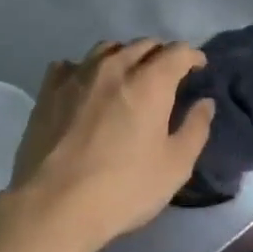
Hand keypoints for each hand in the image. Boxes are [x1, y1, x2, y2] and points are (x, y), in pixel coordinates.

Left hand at [5, 39, 214, 251]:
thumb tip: (204, 103)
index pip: (177, 52)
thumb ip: (195, 129)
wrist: (55, 206)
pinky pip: (70, 65)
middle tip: (167, 73)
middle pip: (142, 45)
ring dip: (124, 55)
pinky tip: (86, 85)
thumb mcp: (175, 166)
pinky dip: (85, 68)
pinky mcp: (48, 91)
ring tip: (128, 74)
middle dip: (160, 54)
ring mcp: (76, 76)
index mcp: (150, 83)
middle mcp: (114, 68)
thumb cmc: (124, 188)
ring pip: (106, 49)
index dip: (192, 56)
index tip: (198, 67)